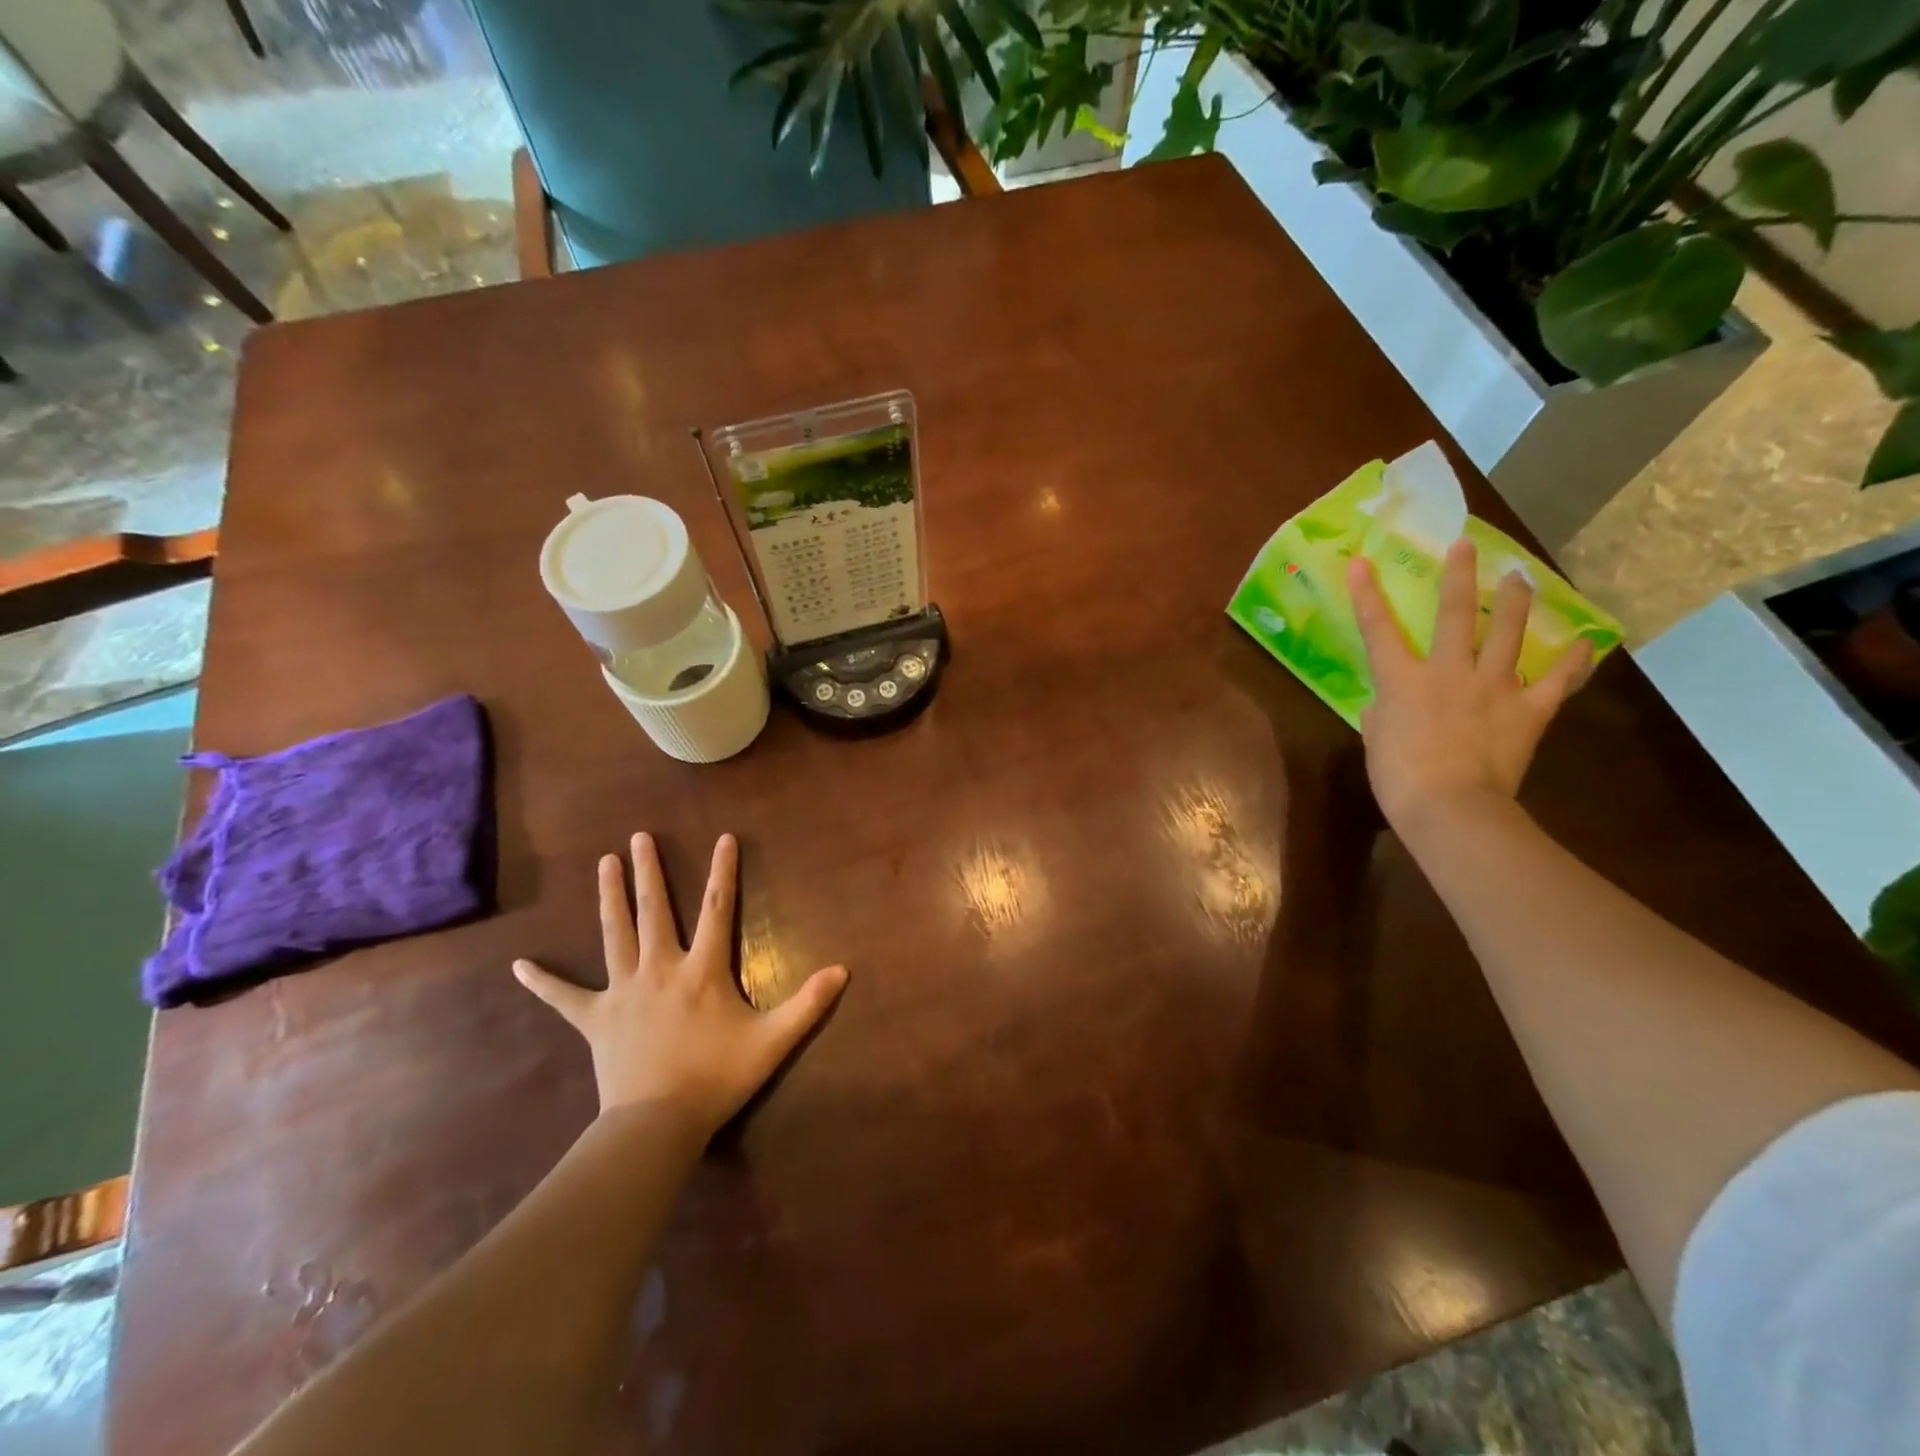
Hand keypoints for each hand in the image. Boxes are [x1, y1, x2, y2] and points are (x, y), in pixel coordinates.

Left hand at [513, 833, 846, 1136]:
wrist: (657, 1124)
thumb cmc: (716, 1078)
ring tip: (605, 862)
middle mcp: (660, 968)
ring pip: (614, 934)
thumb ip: (809, 1005)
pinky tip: (518, 965)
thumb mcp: (772, 1042)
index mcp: (702, 969)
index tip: (723, 837)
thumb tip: (843, 970)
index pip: (716, 908)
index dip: (722, 871)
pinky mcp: (595, 1018)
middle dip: (649, 871)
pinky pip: (564, 996)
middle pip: (654, 910)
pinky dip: (542, 981)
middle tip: (638, 837)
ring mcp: (623, 991)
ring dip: (609, 896)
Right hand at [1348, 537, 1591, 832]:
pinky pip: (1556, 681)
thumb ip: (1379, 717)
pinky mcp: (1528, 710)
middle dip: (1459, 576)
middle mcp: (1448, 671)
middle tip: (1466, 545)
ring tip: (1520, 578)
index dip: (1367, 594)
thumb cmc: (1398, 778)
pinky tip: (1585, 644)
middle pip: (1455, 614)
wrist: (1450, 808)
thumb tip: (1383, 705)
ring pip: (1508, 633)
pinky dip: (1573, 663)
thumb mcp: (1375, 744)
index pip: (1378, 629)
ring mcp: (1493, 687)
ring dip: (1515, 602)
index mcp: (1402, 681)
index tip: (1363, 561)